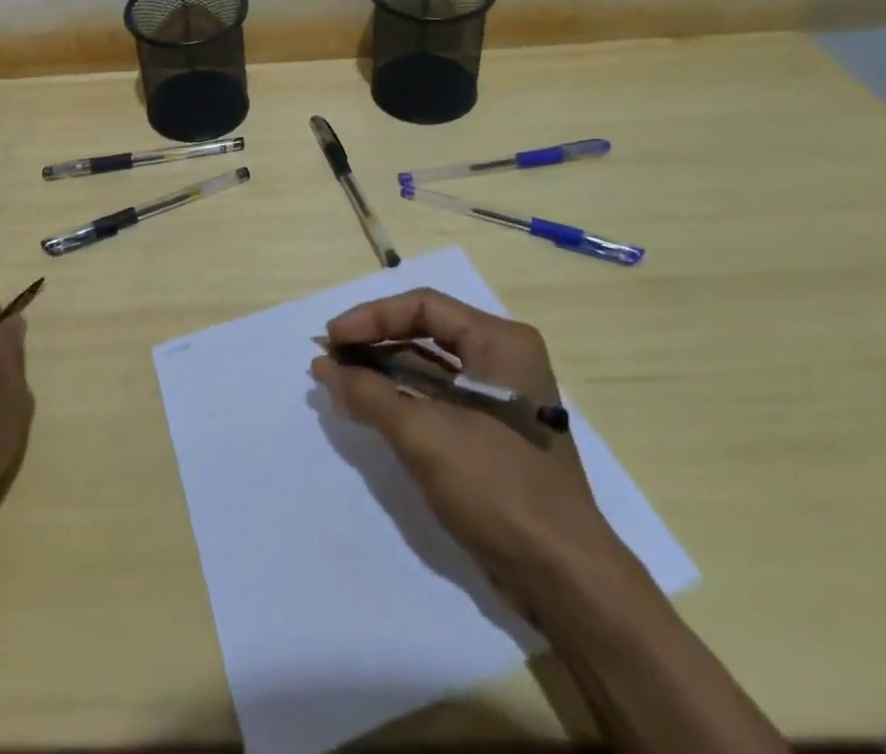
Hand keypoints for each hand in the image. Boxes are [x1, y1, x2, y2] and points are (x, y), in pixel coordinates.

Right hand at [312, 289, 621, 609]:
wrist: (562, 576)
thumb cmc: (496, 487)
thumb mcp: (424, 435)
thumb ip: (369, 394)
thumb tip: (324, 368)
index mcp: (500, 341)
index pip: (424, 307)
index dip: (372, 318)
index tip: (331, 340)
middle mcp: (503, 358)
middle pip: (426, 333)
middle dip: (374, 344)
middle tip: (329, 358)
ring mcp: (500, 396)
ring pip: (430, 368)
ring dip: (383, 371)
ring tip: (337, 379)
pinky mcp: (492, 432)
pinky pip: (439, 399)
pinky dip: (402, 399)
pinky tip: (367, 406)